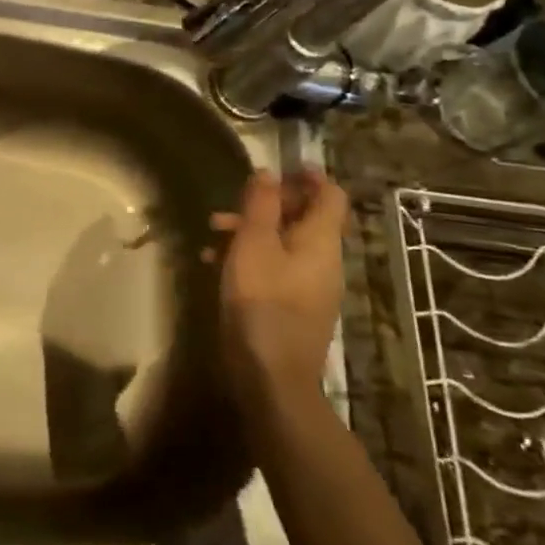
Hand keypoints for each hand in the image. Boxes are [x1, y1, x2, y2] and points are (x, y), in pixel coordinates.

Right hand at [213, 168, 348, 402]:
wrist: (272, 378)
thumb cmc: (262, 302)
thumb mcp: (253, 244)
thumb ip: (261, 205)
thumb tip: (269, 173)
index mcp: (320, 241)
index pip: (331, 196)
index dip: (310, 177)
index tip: (282, 166)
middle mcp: (323, 261)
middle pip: (305, 218)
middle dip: (268, 204)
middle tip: (233, 203)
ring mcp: (311, 287)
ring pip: (285, 243)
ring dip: (252, 230)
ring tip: (213, 232)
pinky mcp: (294, 308)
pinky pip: (276, 268)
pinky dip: (251, 257)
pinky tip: (216, 264)